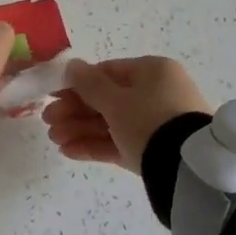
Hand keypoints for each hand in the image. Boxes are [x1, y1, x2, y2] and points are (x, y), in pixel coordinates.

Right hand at [42, 56, 211, 172]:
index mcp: (153, 72)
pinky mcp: (153, 151)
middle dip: (75, 110)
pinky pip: (120, 143)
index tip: (53, 95)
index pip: (108, 72)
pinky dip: (95, 145)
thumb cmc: (149, 120)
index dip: (78, 83)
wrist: (187, 169)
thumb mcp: (116, 100)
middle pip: (107, 99)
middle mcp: (157, 94)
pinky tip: (69, 151)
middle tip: (47, 121)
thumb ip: (89, 84)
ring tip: (54, 139)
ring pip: (111, 123)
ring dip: (80, 129)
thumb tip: (72, 65)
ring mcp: (156, 125)